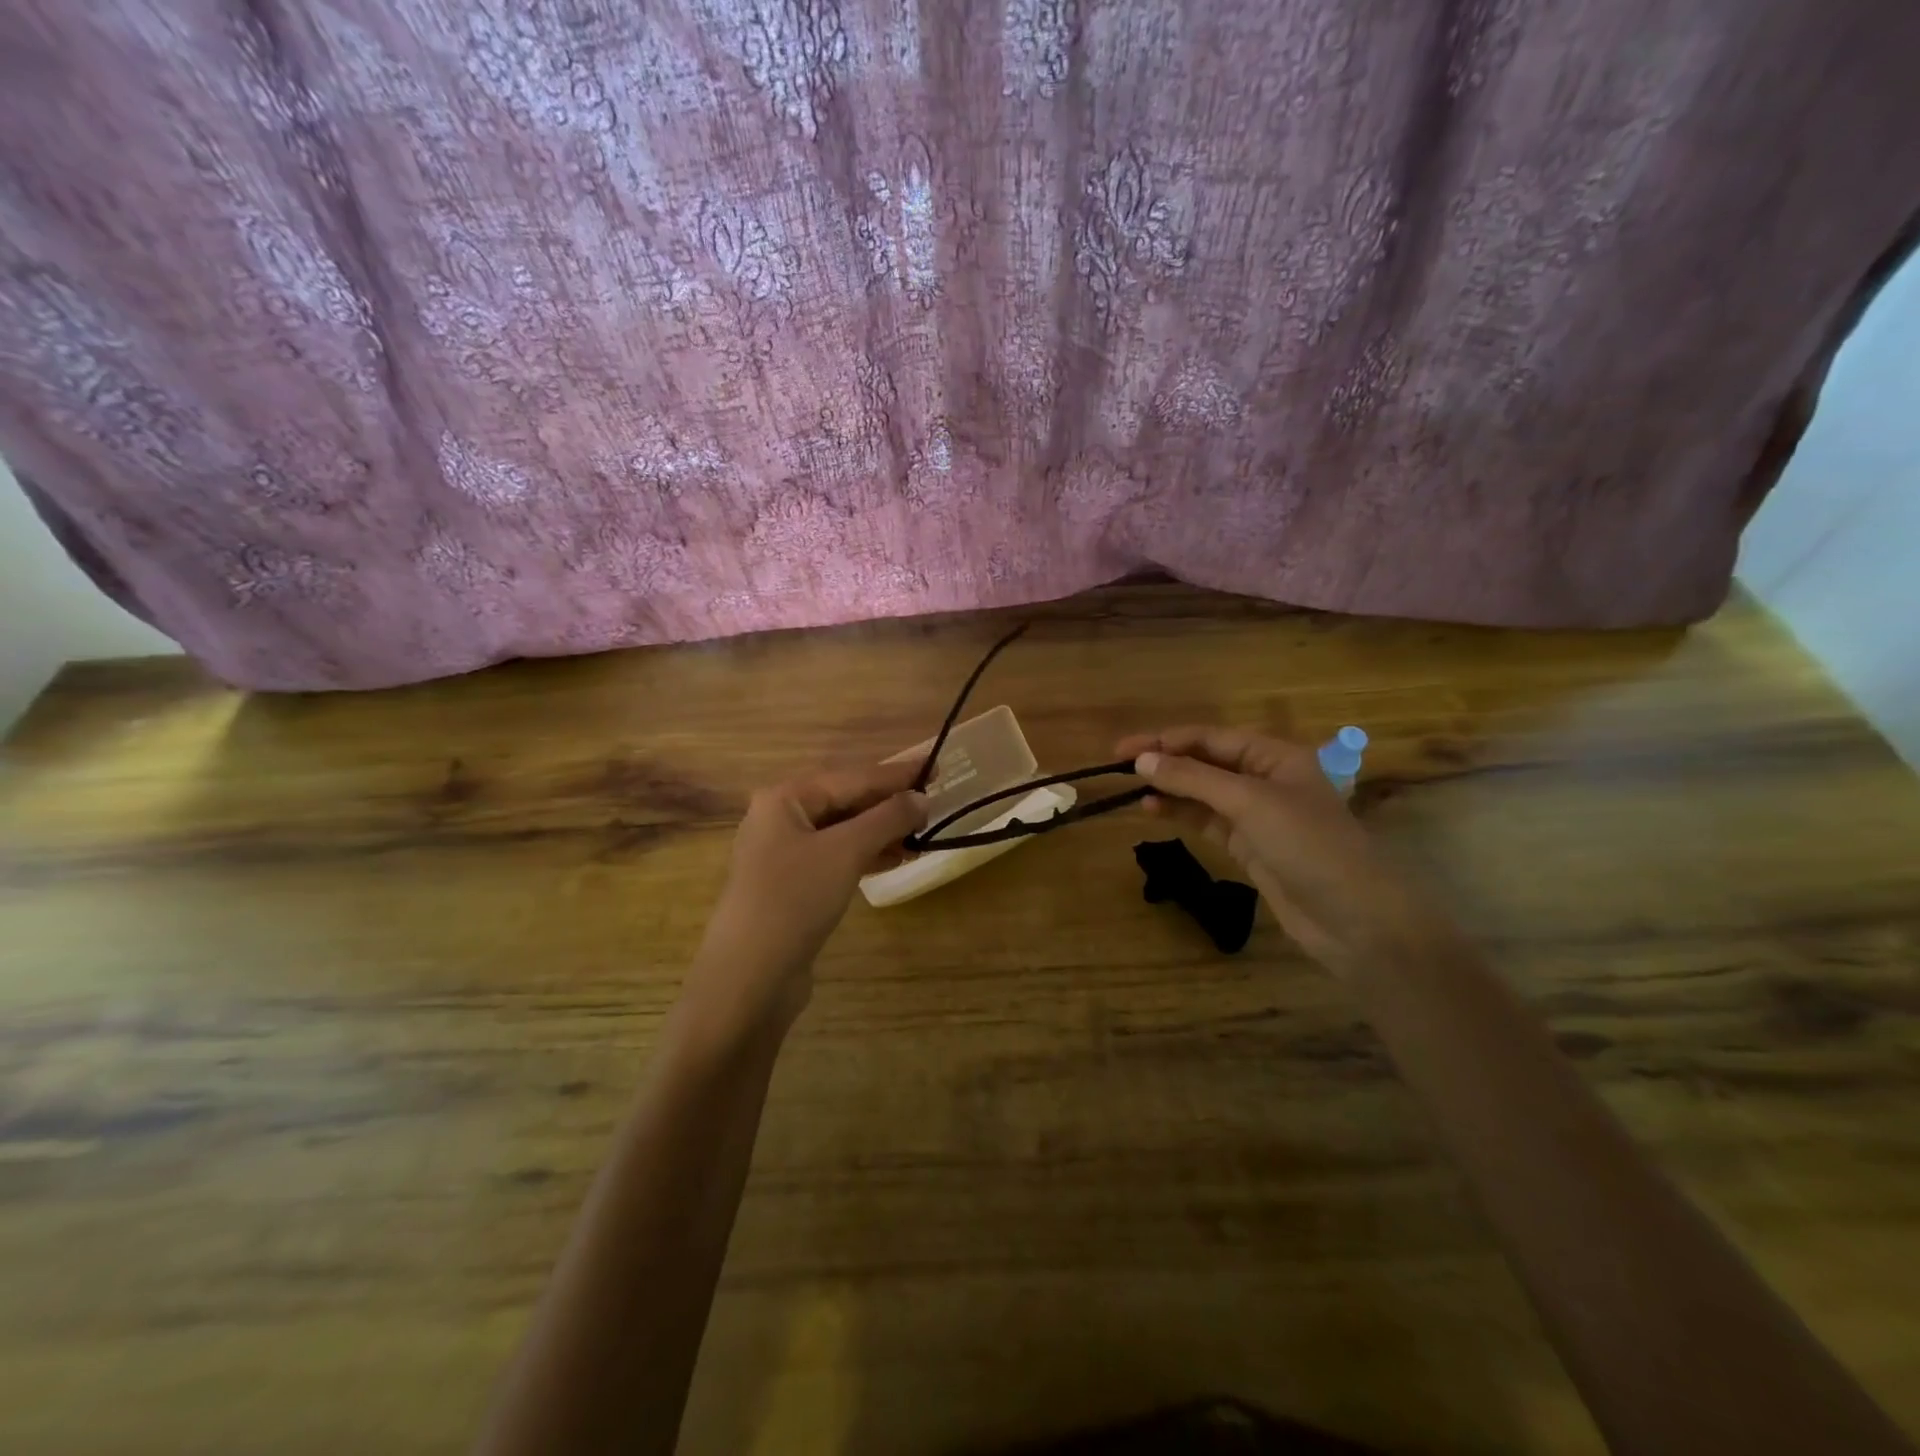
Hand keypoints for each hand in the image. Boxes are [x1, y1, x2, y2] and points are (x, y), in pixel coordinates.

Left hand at [690, 759, 927, 1033]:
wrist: (750, 976)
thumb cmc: (795, 898)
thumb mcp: (846, 851)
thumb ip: (887, 818)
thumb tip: (922, 797)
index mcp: (785, 798)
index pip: (852, 777)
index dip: (896, 774)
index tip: (936, 767)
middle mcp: (781, 819)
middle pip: (846, 802)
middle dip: (889, 804)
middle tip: (934, 803)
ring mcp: (784, 854)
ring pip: (843, 832)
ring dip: (882, 832)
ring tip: (923, 834)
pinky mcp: (793, 886)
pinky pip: (837, 858)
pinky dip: (866, 855)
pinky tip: (896, 859)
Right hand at [1116, 726, 1447, 973]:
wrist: (1355, 919)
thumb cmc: (1308, 846)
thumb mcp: (1249, 803)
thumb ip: (1194, 779)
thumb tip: (1142, 760)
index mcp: (1276, 755)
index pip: (1211, 737)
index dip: (1166, 740)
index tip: (1123, 750)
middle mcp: (1267, 777)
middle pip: (1206, 761)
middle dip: (1165, 761)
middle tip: (1119, 766)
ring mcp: (1258, 814)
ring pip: (1204, 791)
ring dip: (1171, 788)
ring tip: (1132, 791)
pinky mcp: (1250, 845)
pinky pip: (1208, 820)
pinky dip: (1182, 813)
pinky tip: (1155, 812)